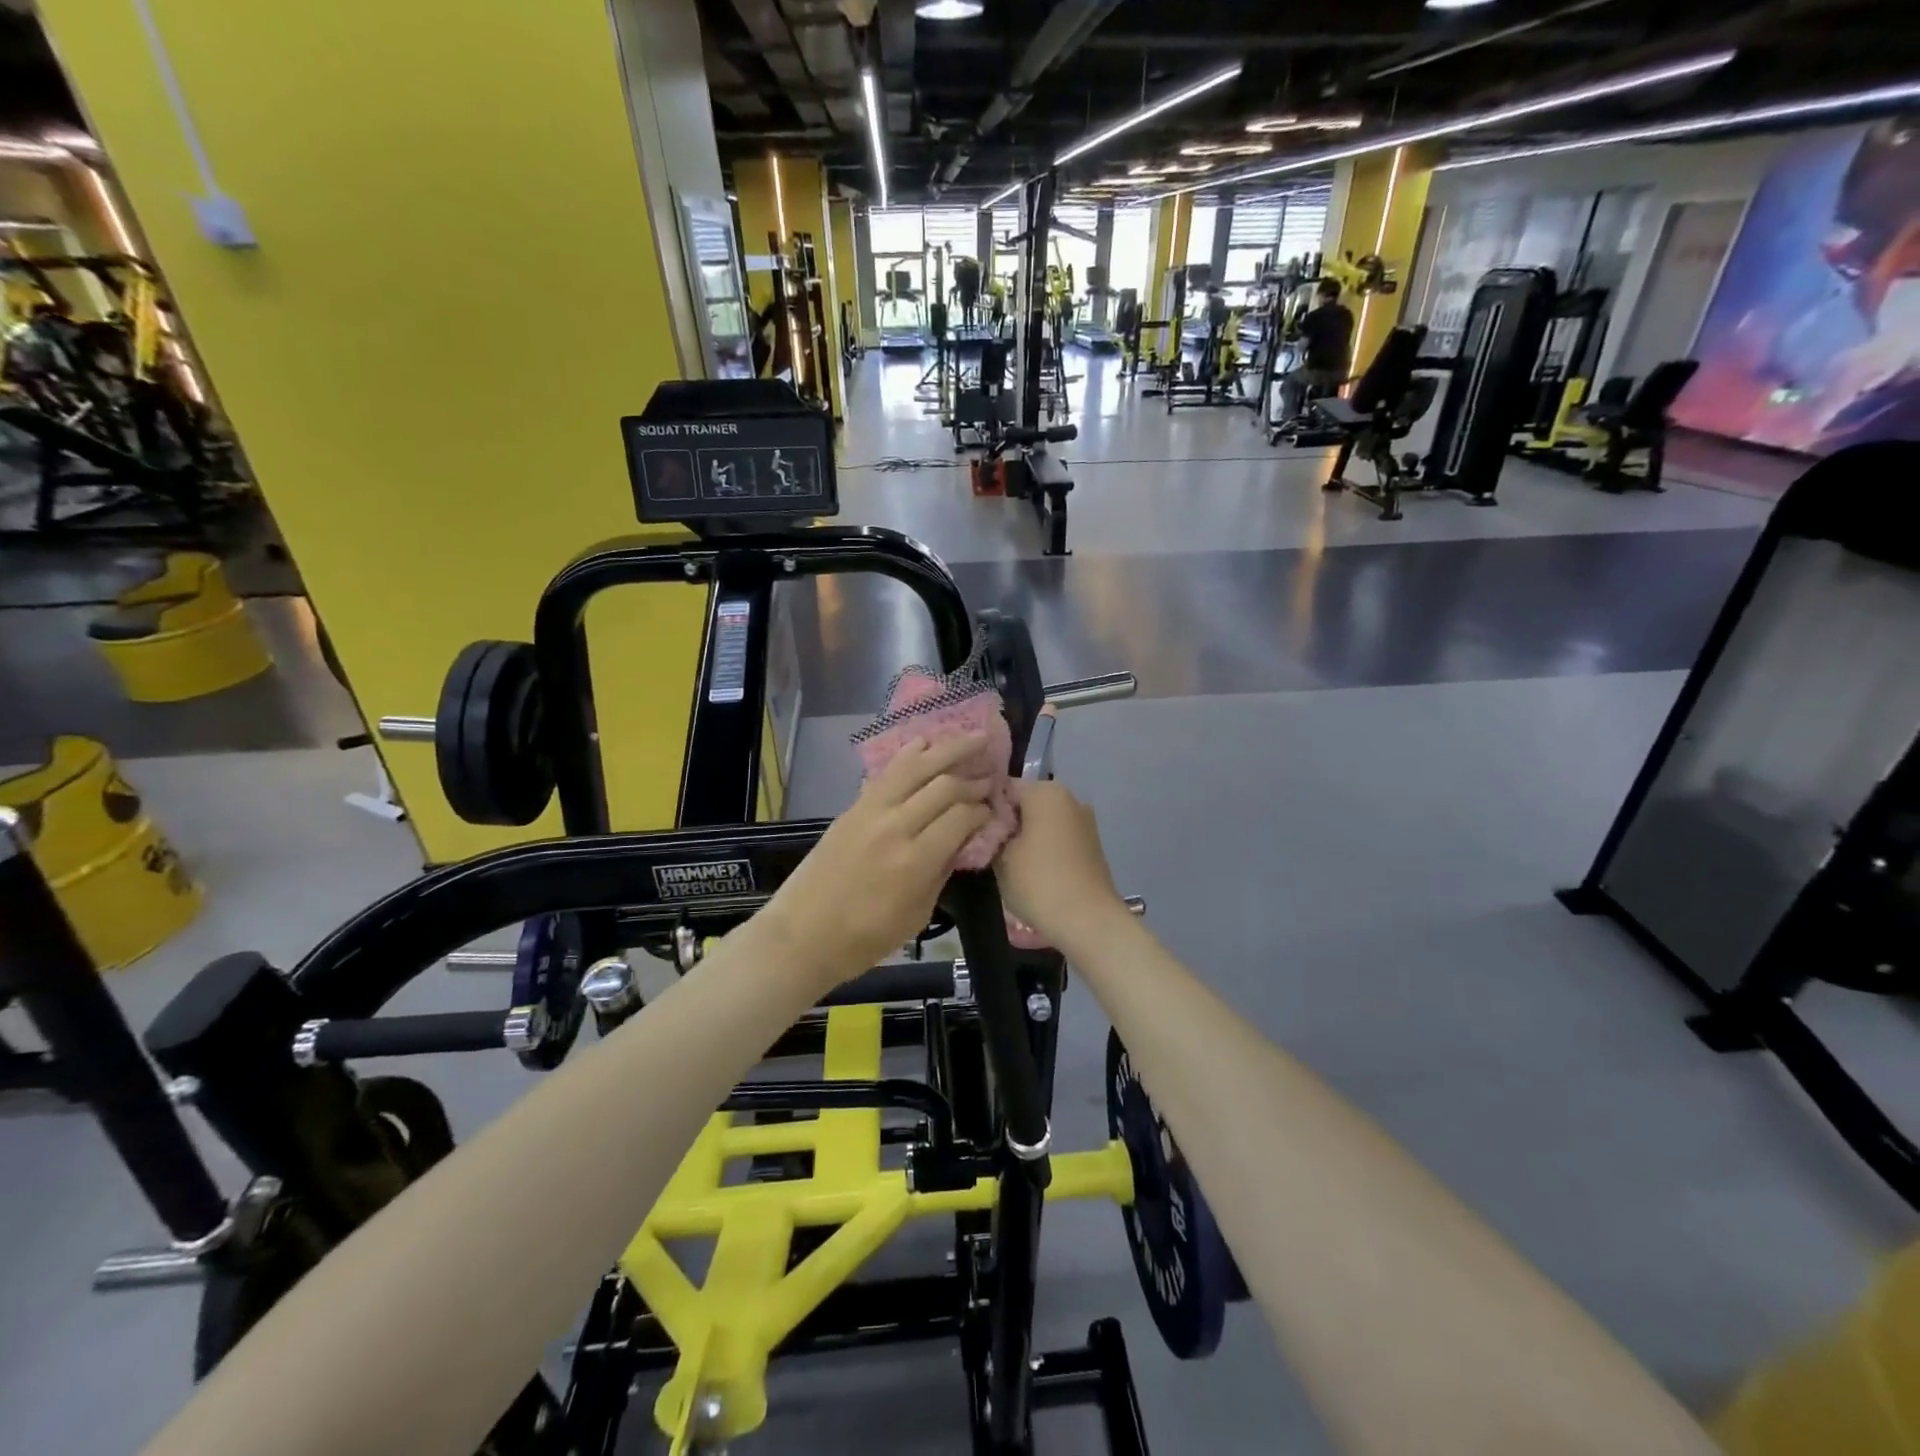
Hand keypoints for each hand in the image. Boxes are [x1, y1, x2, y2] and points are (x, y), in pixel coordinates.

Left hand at [762, 733, 992, 991]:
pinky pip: (888, 772)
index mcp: (915, 860)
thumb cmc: (865, 938)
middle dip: (973, 777)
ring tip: (974, 738)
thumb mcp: (917, 914)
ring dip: (948, 749)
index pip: (962, 816)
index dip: (983, 809)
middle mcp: (895, 825)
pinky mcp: (853, 806)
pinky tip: (927, 743)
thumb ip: (942, 871)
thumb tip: (962, 840)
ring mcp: (870, 810)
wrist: (803, 934)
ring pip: (916, 766)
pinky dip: (911, 754)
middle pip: (943, 785)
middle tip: (992, 773)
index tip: (993, 808)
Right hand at [995, 780, 1128, 956]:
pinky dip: (1042, 849)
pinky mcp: (1091, 846)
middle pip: (1026, 804)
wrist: (1088, 921)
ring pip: (1042, 822)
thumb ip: (991, 833)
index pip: (1003, 788)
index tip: (970, 829)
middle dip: (1006, 823)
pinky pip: (1057, 839)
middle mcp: (1069, 798)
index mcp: (1046, 791)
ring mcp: (1084, 822)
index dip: (983, 807)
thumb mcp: (1000, 857)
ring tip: (1004, 864)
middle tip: (985, 848)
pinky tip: (1029, 872)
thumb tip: (988, 827)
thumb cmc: (1038, 881)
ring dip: (1024, 838)